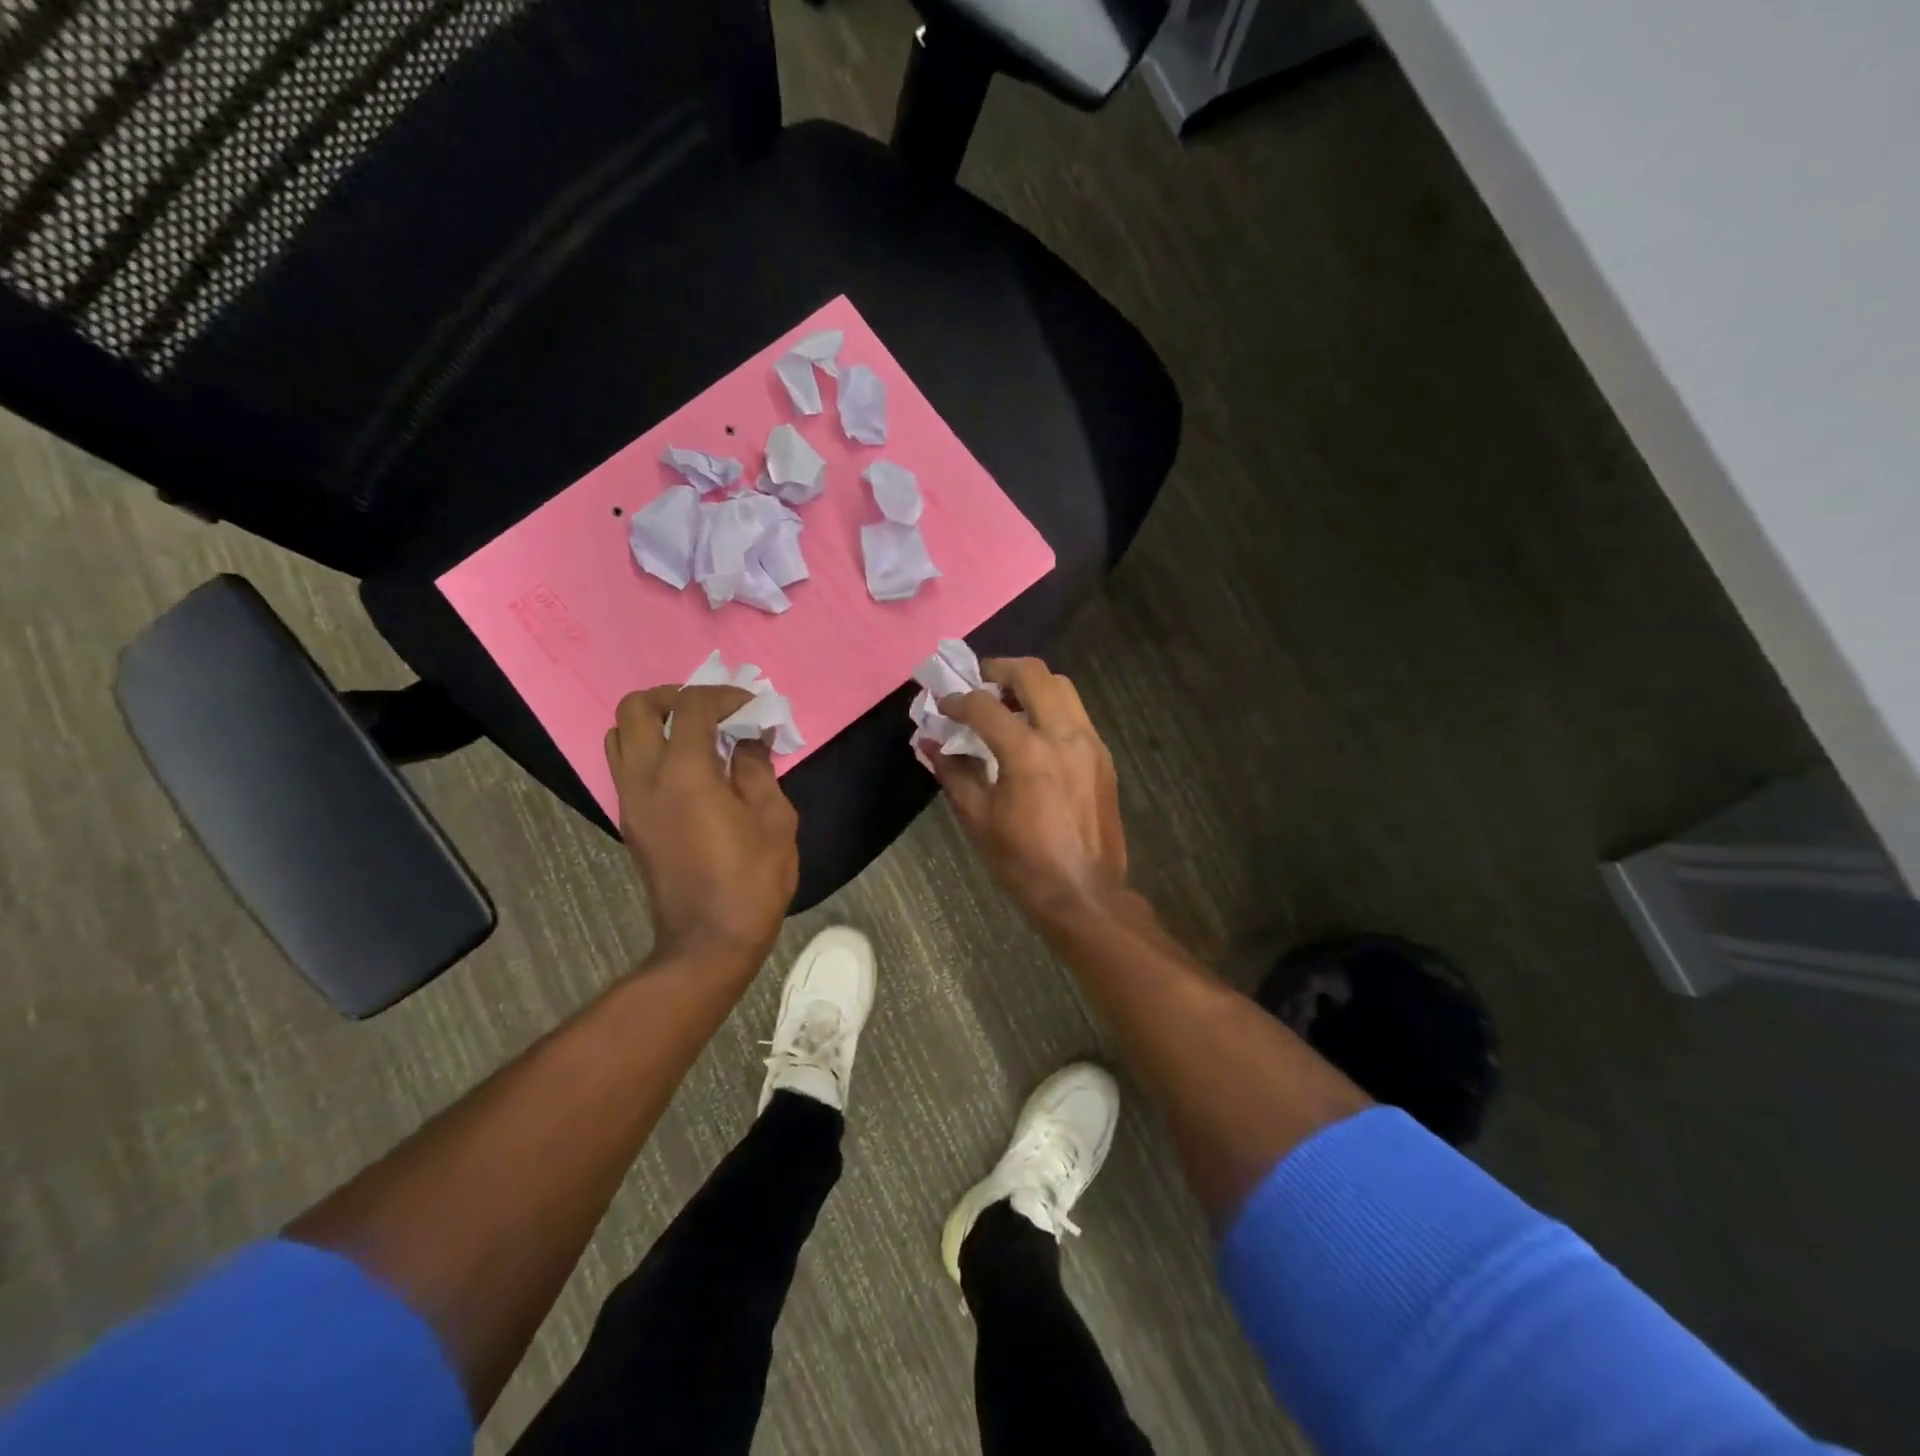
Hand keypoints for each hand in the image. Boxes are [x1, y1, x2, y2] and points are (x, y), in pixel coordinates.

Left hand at [605, 685, 799, 968]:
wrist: (708, 941)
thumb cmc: (752, 880)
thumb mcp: (773, 819)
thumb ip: (757, 769)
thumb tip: (749, 740)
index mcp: (684, 772)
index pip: (691, 706)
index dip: (725, 696)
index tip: (753, 708)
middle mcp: (645, 778)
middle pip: (635, 708)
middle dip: (675, 697)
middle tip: (712, 711)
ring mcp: (629, 801)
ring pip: (619, 735)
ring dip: (656, 722)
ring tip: (697, 735)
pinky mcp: (630, 821)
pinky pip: (626, 766)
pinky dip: (651, 750)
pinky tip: (690, 769)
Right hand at [925, 658, 1128, 920]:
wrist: (1085, 893)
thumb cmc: (1024, 862)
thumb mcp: (978, 819)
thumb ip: (953, 773)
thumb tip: (927, 743)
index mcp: (1028, 753)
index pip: (985, 706)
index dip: (957, 699)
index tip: (942, 703)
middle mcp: (1064, 735)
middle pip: (1034, 674)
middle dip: (1000, 669)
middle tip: (979, 682)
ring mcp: (1090, 743)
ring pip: (1062, 687)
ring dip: (1030, 684)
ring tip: (1007, 702)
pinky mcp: (1103, 757)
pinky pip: (1076, 713)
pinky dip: (1051, 707)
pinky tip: (1034, 732)